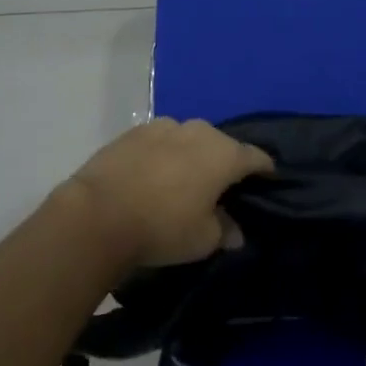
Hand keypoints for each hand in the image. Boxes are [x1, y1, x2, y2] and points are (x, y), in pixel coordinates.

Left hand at [62, 117, 274, 269]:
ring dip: (191, 155)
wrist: (98, 213)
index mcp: (224, 154)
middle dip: (224, 162)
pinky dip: (162, 154)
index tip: (267, 179)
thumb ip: (224, 230)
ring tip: (183, 179)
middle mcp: (198, 131)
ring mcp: (164, 126)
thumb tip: (235, 230)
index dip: (264, 169)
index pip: (256, 156)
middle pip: (221, 144)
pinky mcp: (133, 131)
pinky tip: (153, 175)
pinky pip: (159, 141)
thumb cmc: (163, 227)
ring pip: (188, 139)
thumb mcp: (203, 240)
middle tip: (220, 186)